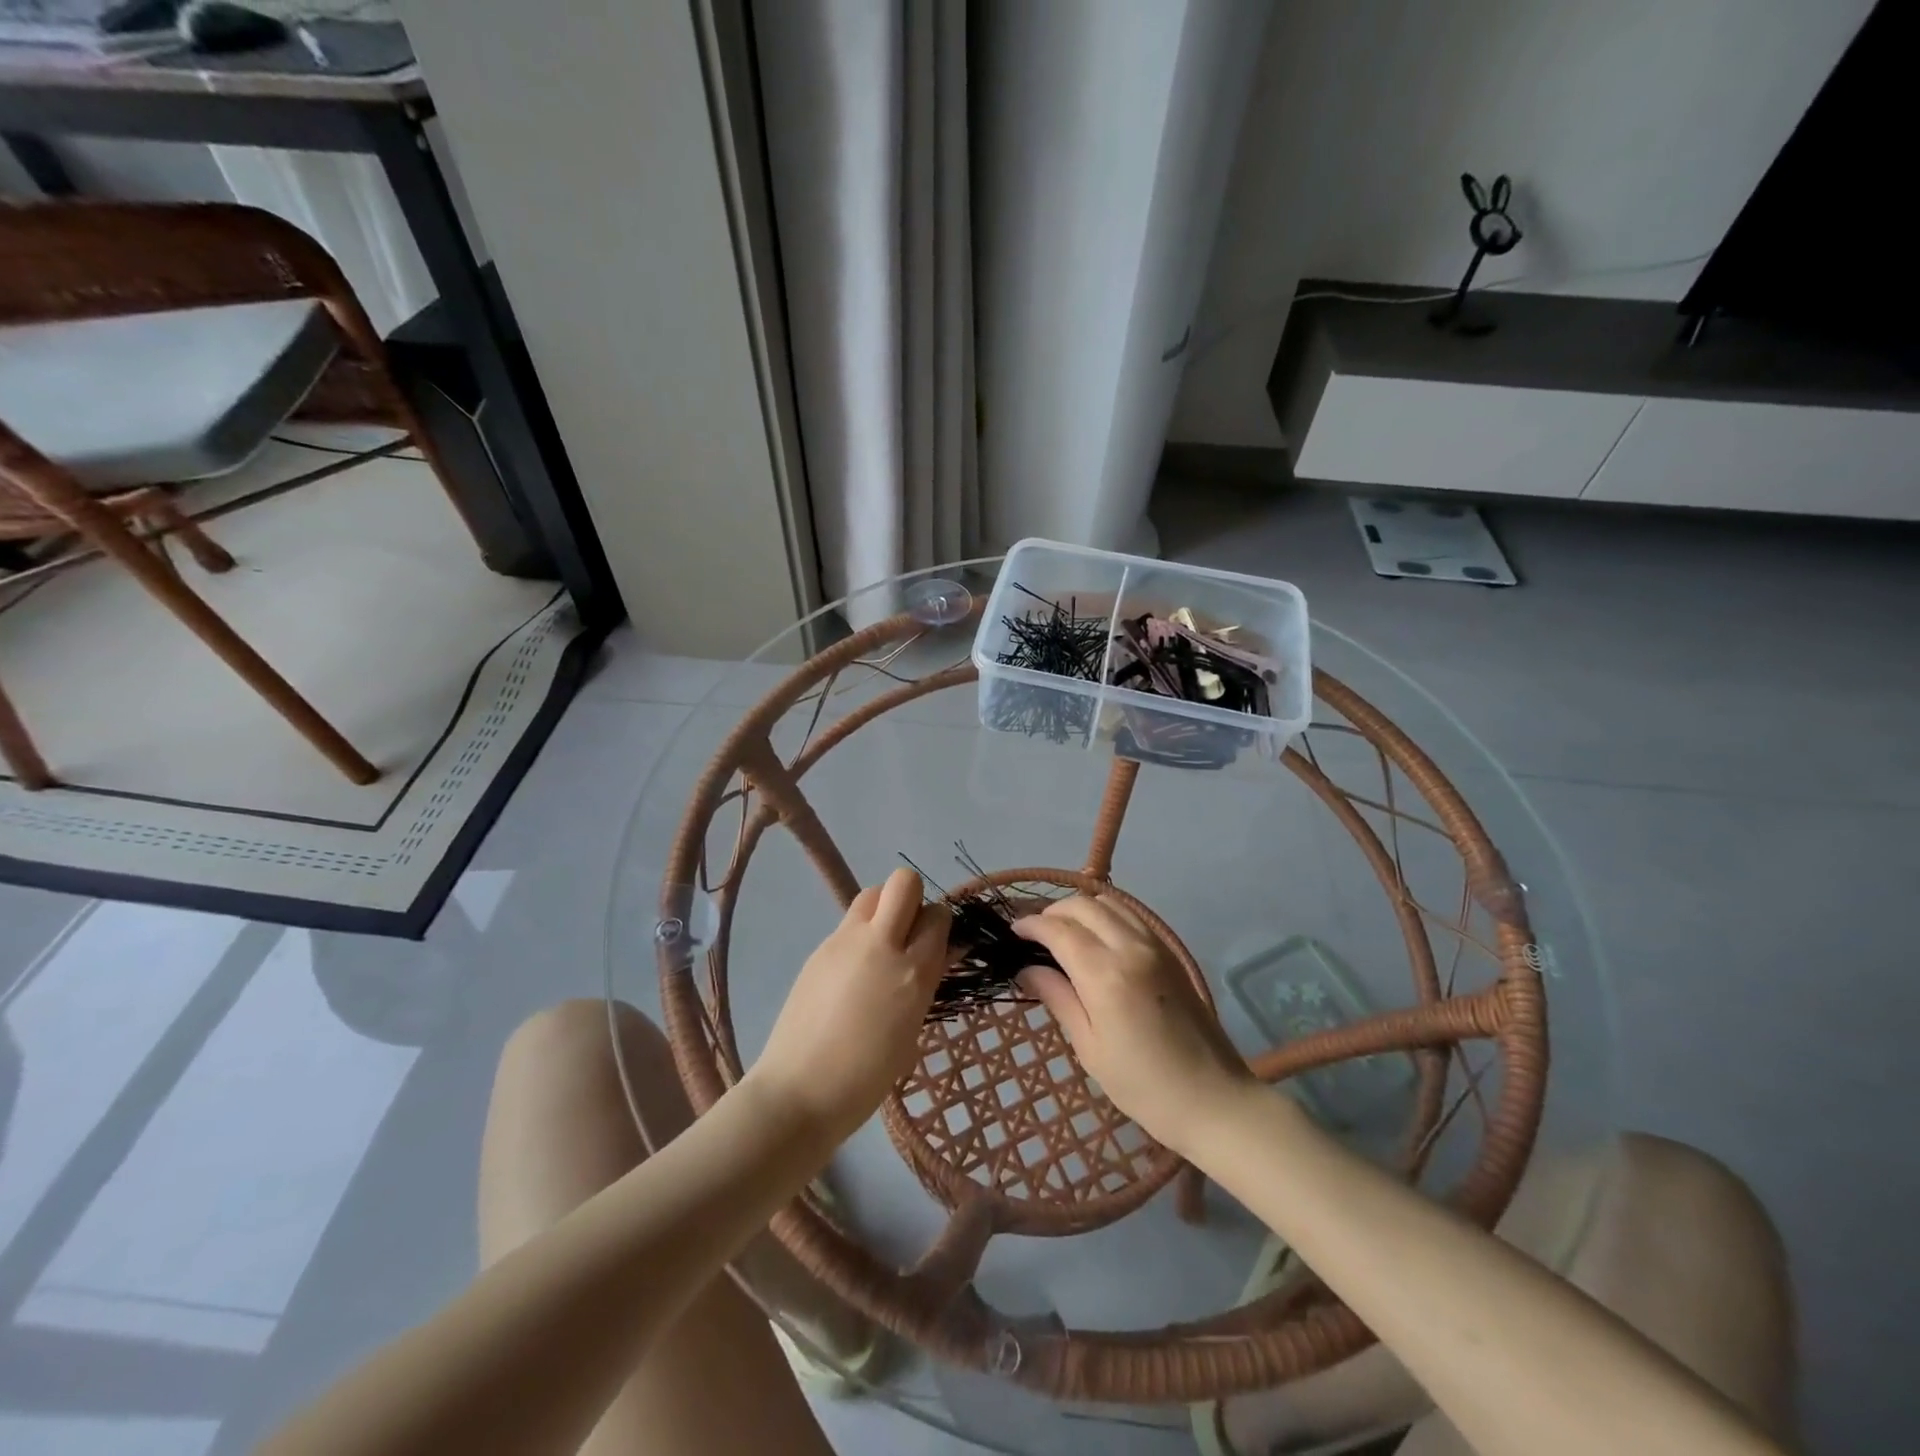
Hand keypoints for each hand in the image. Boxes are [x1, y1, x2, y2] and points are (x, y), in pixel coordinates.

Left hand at [747, 868, 950, 1143]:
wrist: (799, 1091)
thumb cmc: (866, 1077)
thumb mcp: (911, 1030)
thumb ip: (927, 982)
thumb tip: (942, 952)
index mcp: (912, 971)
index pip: (938, 916)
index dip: (939, 926)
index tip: (936, 944)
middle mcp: (880, 944)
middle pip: (903, 882)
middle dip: (913, 899)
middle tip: (908, 934)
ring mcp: (844, 942)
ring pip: (873, 893)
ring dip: (884, 908)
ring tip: (881, 945)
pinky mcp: (819, 948)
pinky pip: (849, 922)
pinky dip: (860, 933)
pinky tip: (853, 971)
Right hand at [1015, 895, 1253, 1154]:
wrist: (1213, 1099)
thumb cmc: (1143, 1086)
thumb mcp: (1089, 1047)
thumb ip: (1058, 998)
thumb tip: (1026, 968)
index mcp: (1105, 975)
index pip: (1058, 929)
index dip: (1031, 925)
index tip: (1013, 933)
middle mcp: (1130, 948)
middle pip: (1083, 906)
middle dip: (1052, 912)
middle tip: (1035, 935)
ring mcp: (1155, 945)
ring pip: (1109, 903)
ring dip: (1080, 909)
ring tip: (1063, 932)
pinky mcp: (1170, 952)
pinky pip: (1131, 915)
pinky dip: (1106, 914)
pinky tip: (1096, 937)